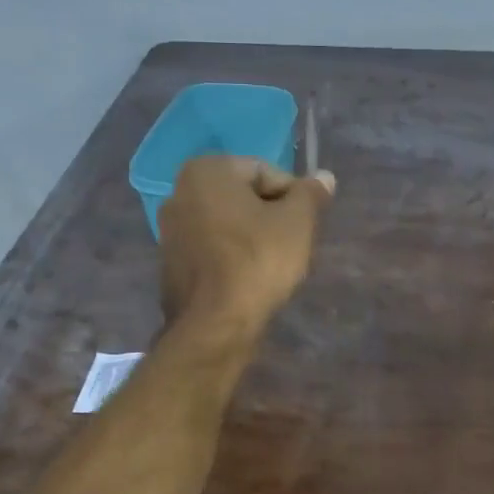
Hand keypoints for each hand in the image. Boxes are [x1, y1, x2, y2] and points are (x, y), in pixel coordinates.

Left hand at [158, 155, 335, 335]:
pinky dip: (232, 259)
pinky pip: (213, 251)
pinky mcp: (171, 264)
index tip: (305, 225)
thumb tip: (324, 177)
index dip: (293, 197)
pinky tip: (248, 281)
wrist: (215, 323)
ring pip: (228, 226)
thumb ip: (310, 194)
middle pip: (243, 198)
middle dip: (270, 217)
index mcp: (206, 170)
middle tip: (292, 246)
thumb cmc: (258, 261)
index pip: (265, 172)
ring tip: (272, 266)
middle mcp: (179, 192)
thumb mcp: (297, 222)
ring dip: (252, 239)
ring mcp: (170, 231)